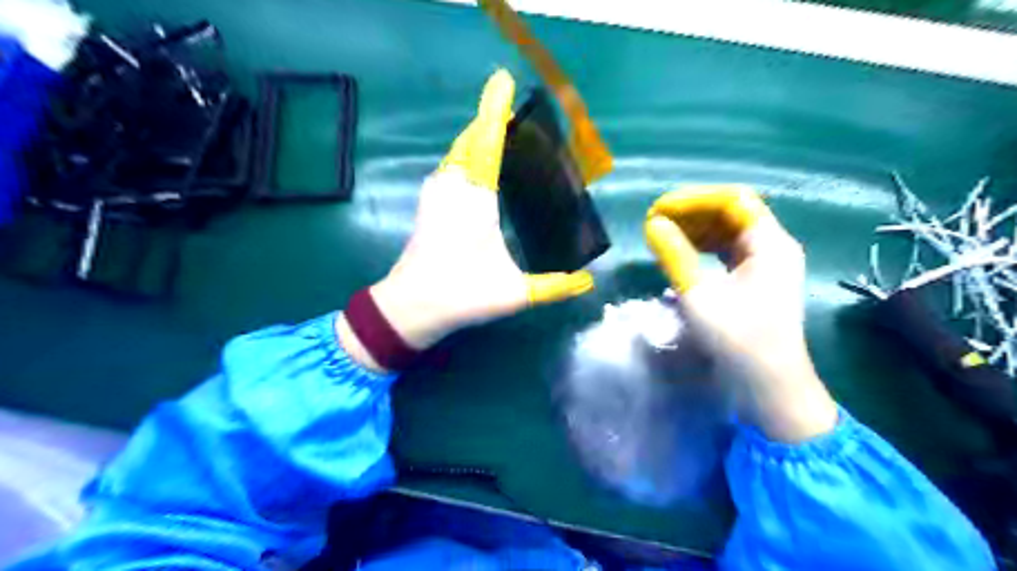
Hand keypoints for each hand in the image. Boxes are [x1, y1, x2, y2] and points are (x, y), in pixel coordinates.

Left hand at [340, 69, 593, 371]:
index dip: (496, 112)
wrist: (409, 307)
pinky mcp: (428, 202)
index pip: (487, 144)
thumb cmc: (461, 294)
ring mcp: (435, 193)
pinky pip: (452, 165)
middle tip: (519, 117)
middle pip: (471, 139)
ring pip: (459, 152)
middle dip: (491, 122)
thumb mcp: (514, 293)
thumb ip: (554, 287)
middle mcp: (452, 187)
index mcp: (475, 200)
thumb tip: (588, 283)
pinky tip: (482, 168)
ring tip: (506, 137)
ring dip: (479, 138)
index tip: (503, 81)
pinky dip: (468, 155)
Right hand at [647, 185, 837, 441]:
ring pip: (728, 232)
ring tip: (663, 235)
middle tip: (656, 222)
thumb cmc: (737, 339)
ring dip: (695, 229)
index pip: (732, 199)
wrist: (769, 385)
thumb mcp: (699, 295)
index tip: (659, 209)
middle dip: (692, 213)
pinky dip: (703, 247)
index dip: (693, 199)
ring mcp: (767, 264)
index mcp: (769, 243)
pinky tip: (681, 254)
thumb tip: (654, 225)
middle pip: (731, 212)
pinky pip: (728, 251)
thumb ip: (675, 254)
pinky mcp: (757, 281)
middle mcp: (773, 246)